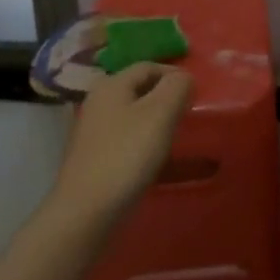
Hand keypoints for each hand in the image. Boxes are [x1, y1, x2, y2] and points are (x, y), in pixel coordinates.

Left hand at [52, 64, 193, 226]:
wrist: (85, 213)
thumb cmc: (126, 155)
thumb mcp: (160, 114)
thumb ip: (177, 87)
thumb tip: (183, 78)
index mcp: (111, 84)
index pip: (149, 66)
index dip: (174, 75)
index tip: (194, 95)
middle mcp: (97, 101)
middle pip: (138, 89)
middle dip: (164, 98)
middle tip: (185, 115)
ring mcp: (92, 131)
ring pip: (131, 114)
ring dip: (153, 121)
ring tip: (172, 137)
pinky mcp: (92, 157)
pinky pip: (123, 138)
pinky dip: (140, 141)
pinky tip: (150, 159)